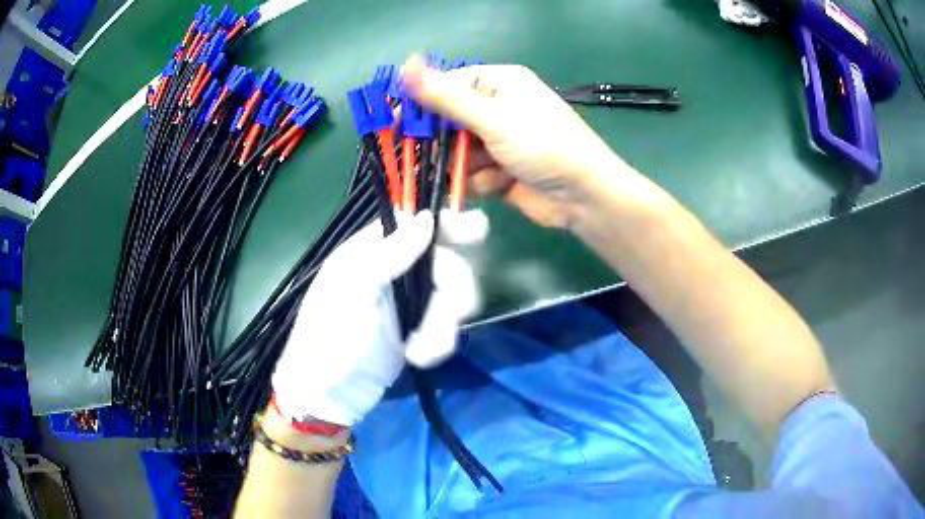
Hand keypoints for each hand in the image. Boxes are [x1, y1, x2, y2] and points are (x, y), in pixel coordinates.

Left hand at [272, 210, 486, 426]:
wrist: (331, 394)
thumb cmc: (329, 337)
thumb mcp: (352, 290)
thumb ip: (389, 254)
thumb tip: (427, 218)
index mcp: (373, 250)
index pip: (418, 223)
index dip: (449, 224)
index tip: (475, 232)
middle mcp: (396, 269)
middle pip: (447, 260)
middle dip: (452, 291)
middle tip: (456, 312)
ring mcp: (410, 300)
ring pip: (453, 296)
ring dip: (444, 325)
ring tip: (421, 350)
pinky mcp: (421, 329)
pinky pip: (449, 325)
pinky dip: (440, 342)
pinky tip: (418, 357)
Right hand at [402, 56, 627, 228]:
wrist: (583, 196)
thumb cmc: (542, 145)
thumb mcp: (492, 117)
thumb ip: (445, 96)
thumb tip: (405, 65)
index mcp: (499, 83)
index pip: (448, 86)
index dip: (421, 103)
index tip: (394, 123)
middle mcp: (498, 108)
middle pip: (450, 121)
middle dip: (443, 141)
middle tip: (424, 156)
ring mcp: (500, 140)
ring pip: (458, 151)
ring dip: (466, 165)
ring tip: (486, 171)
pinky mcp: (501, 169)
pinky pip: (473, 173)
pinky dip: (481, 181)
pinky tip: (500, 184)